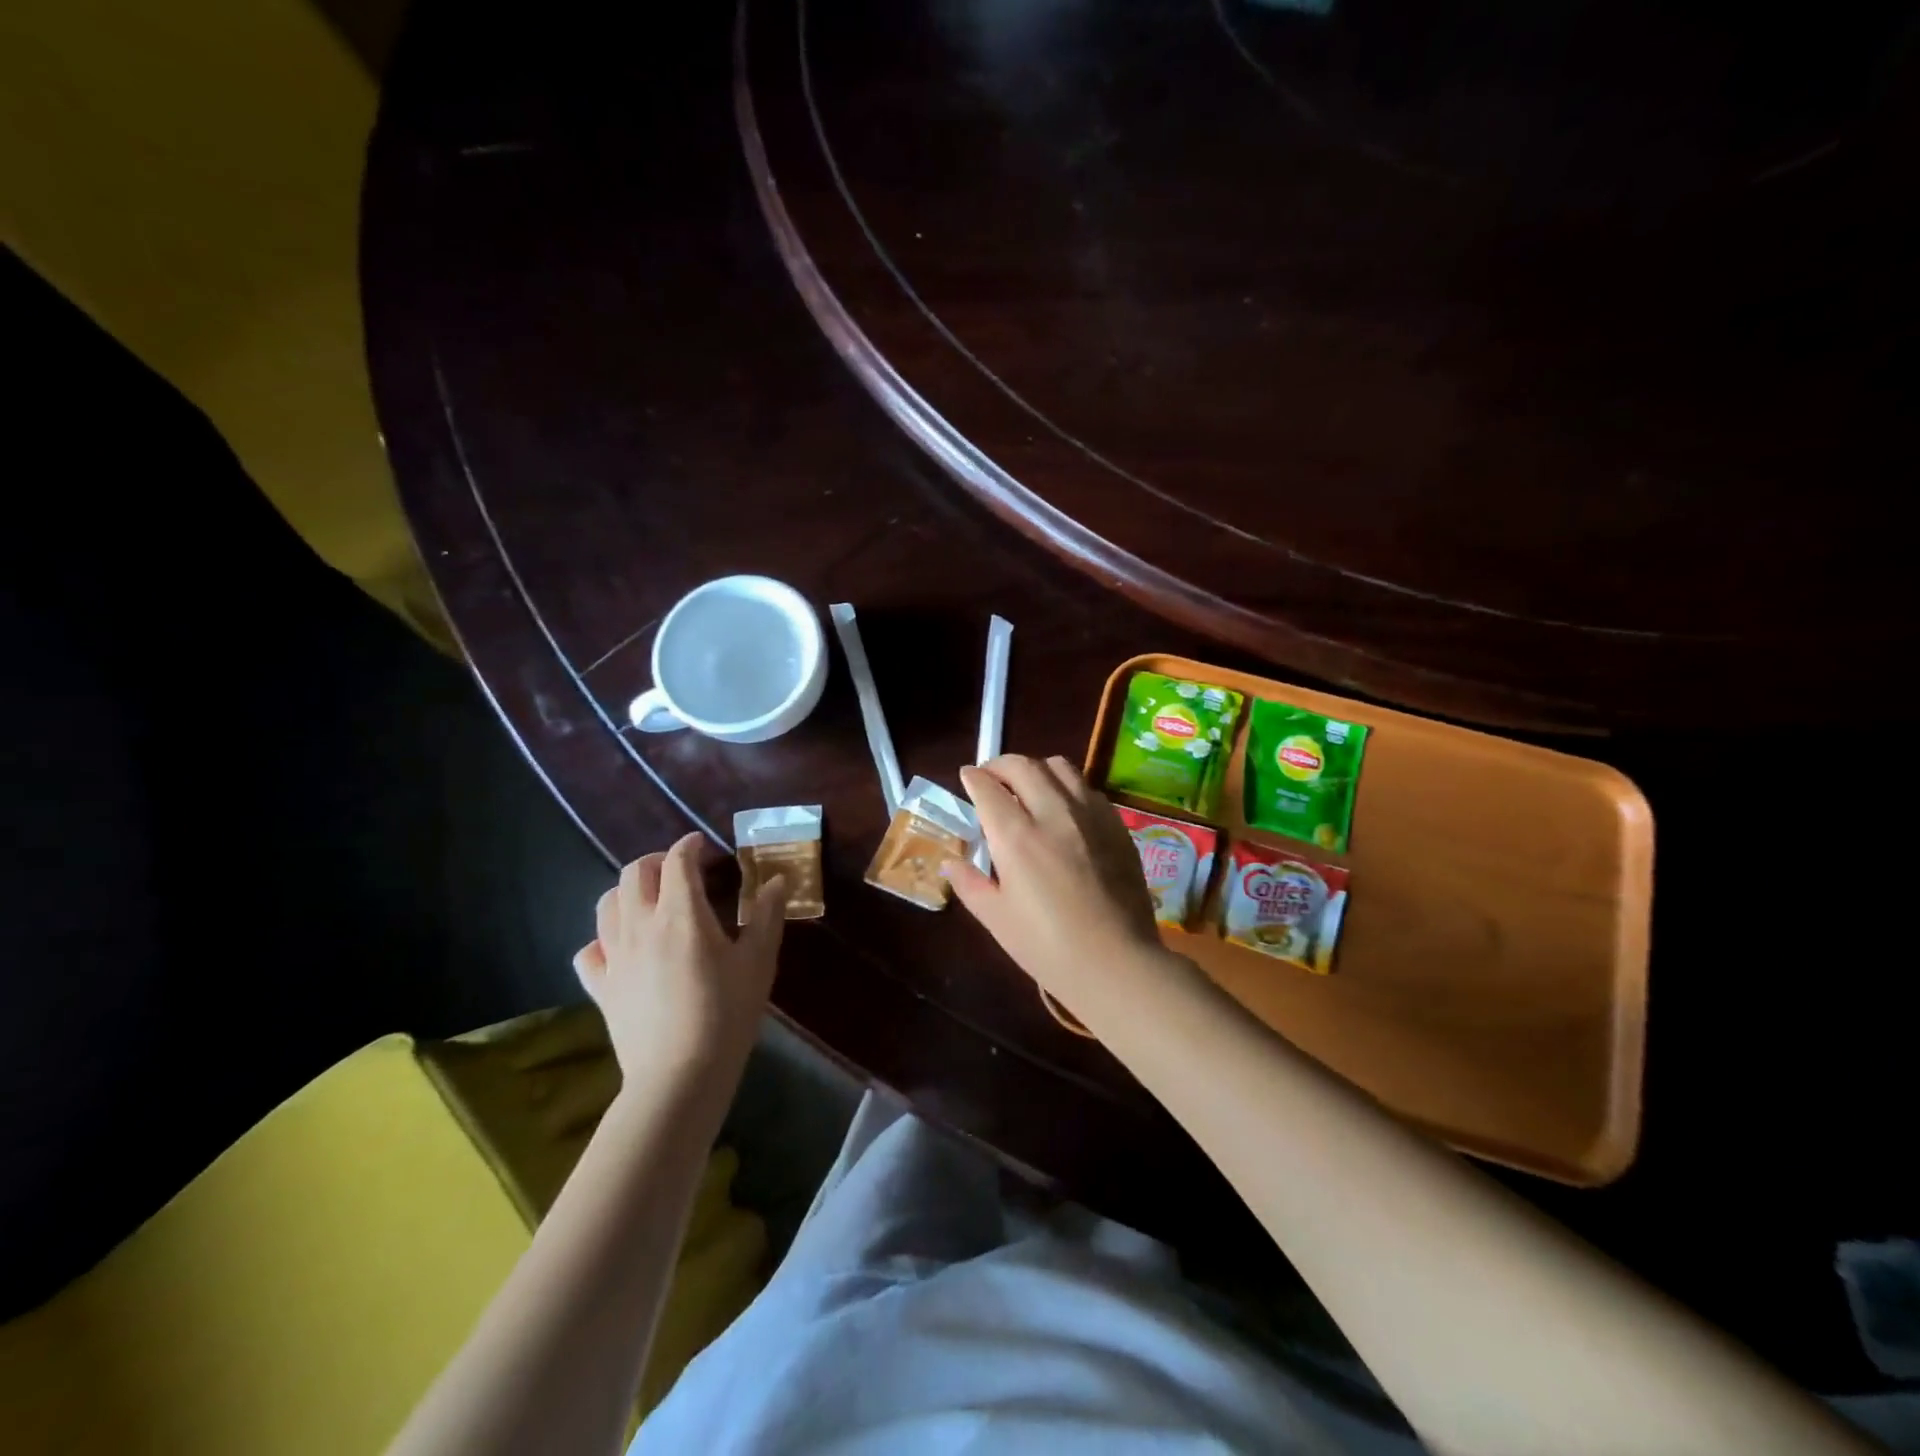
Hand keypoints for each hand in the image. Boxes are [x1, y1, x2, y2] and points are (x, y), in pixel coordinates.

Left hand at [573, 833, 786, 1090]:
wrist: (680, 1076)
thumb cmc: (727, 1014)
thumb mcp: (759, 962)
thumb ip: (767, 915)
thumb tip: (777, 881)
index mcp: (681, 914)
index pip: (678, 861)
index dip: (691, 846)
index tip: (706, 847)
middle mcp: (641, 925)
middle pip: (635, 873)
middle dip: (658, 861)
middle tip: (682, 871)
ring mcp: (615, 956)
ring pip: (606, 904)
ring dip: (629, 892)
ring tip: (652, 901)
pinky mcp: (601, 987)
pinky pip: (590, 950)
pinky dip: (604, 939)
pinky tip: (623, 947)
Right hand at [949, 755, 1191, 1012]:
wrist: (1117, 964)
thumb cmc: (1048, 947)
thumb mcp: (997, 919)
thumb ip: (970, 883)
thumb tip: (951, 861)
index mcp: (1016, 837)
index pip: (988, 788)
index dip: (973, 778)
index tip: (967, 777)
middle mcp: (1053, 813)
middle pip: (1022, 766)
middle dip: (1000, 764)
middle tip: (991, 777)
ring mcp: (1089, 815)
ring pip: (1059, 767)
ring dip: (1036, 769)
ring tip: (1028, 786)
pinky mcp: (1116, 825)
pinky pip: (1087, 788)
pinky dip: (1067, 786)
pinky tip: (1064, 808)